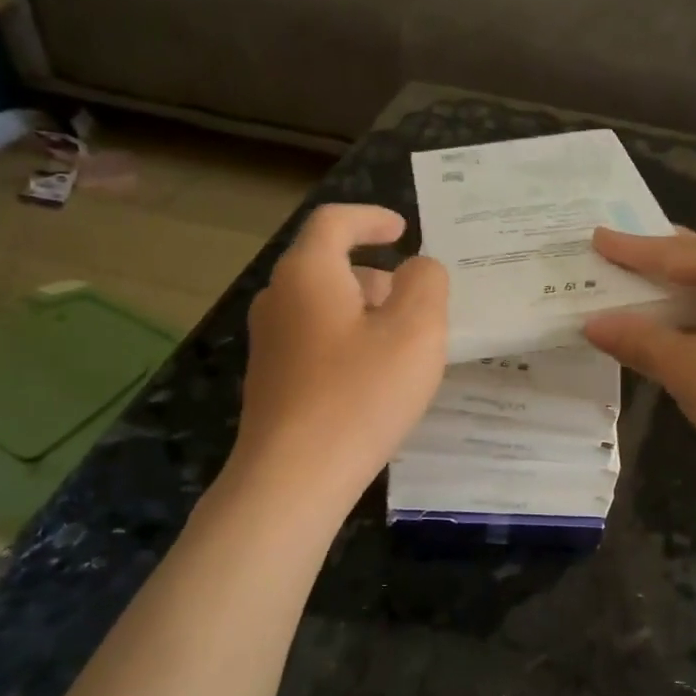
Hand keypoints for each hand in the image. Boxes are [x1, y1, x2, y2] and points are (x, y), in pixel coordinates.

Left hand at [232, 204, 447, 502]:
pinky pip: (314, 338)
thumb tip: (417, 268)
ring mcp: (269, 341)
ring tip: (402, 340)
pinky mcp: (271, 378)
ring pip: (321, 304)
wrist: (293, 478)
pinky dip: (347, 337)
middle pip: (327, 263)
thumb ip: (426, 283)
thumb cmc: (360, 394)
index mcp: (308, 273)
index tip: (403, 229)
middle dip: (375, 271)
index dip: (371, 217)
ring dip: (363, 308)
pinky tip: (373, 375)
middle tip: (415, 296)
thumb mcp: (416, 331)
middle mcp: (278, 298)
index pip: (334, 221)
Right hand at [584, 228, 695, 496]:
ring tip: (636, 292)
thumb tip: (594, 323)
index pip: (673, 252)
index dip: (630, 249)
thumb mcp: (689, 369)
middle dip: (654, 263)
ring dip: (675, 296)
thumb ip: (639, 341)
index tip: (595, 237)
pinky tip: (677, 331)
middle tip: (614, 257)